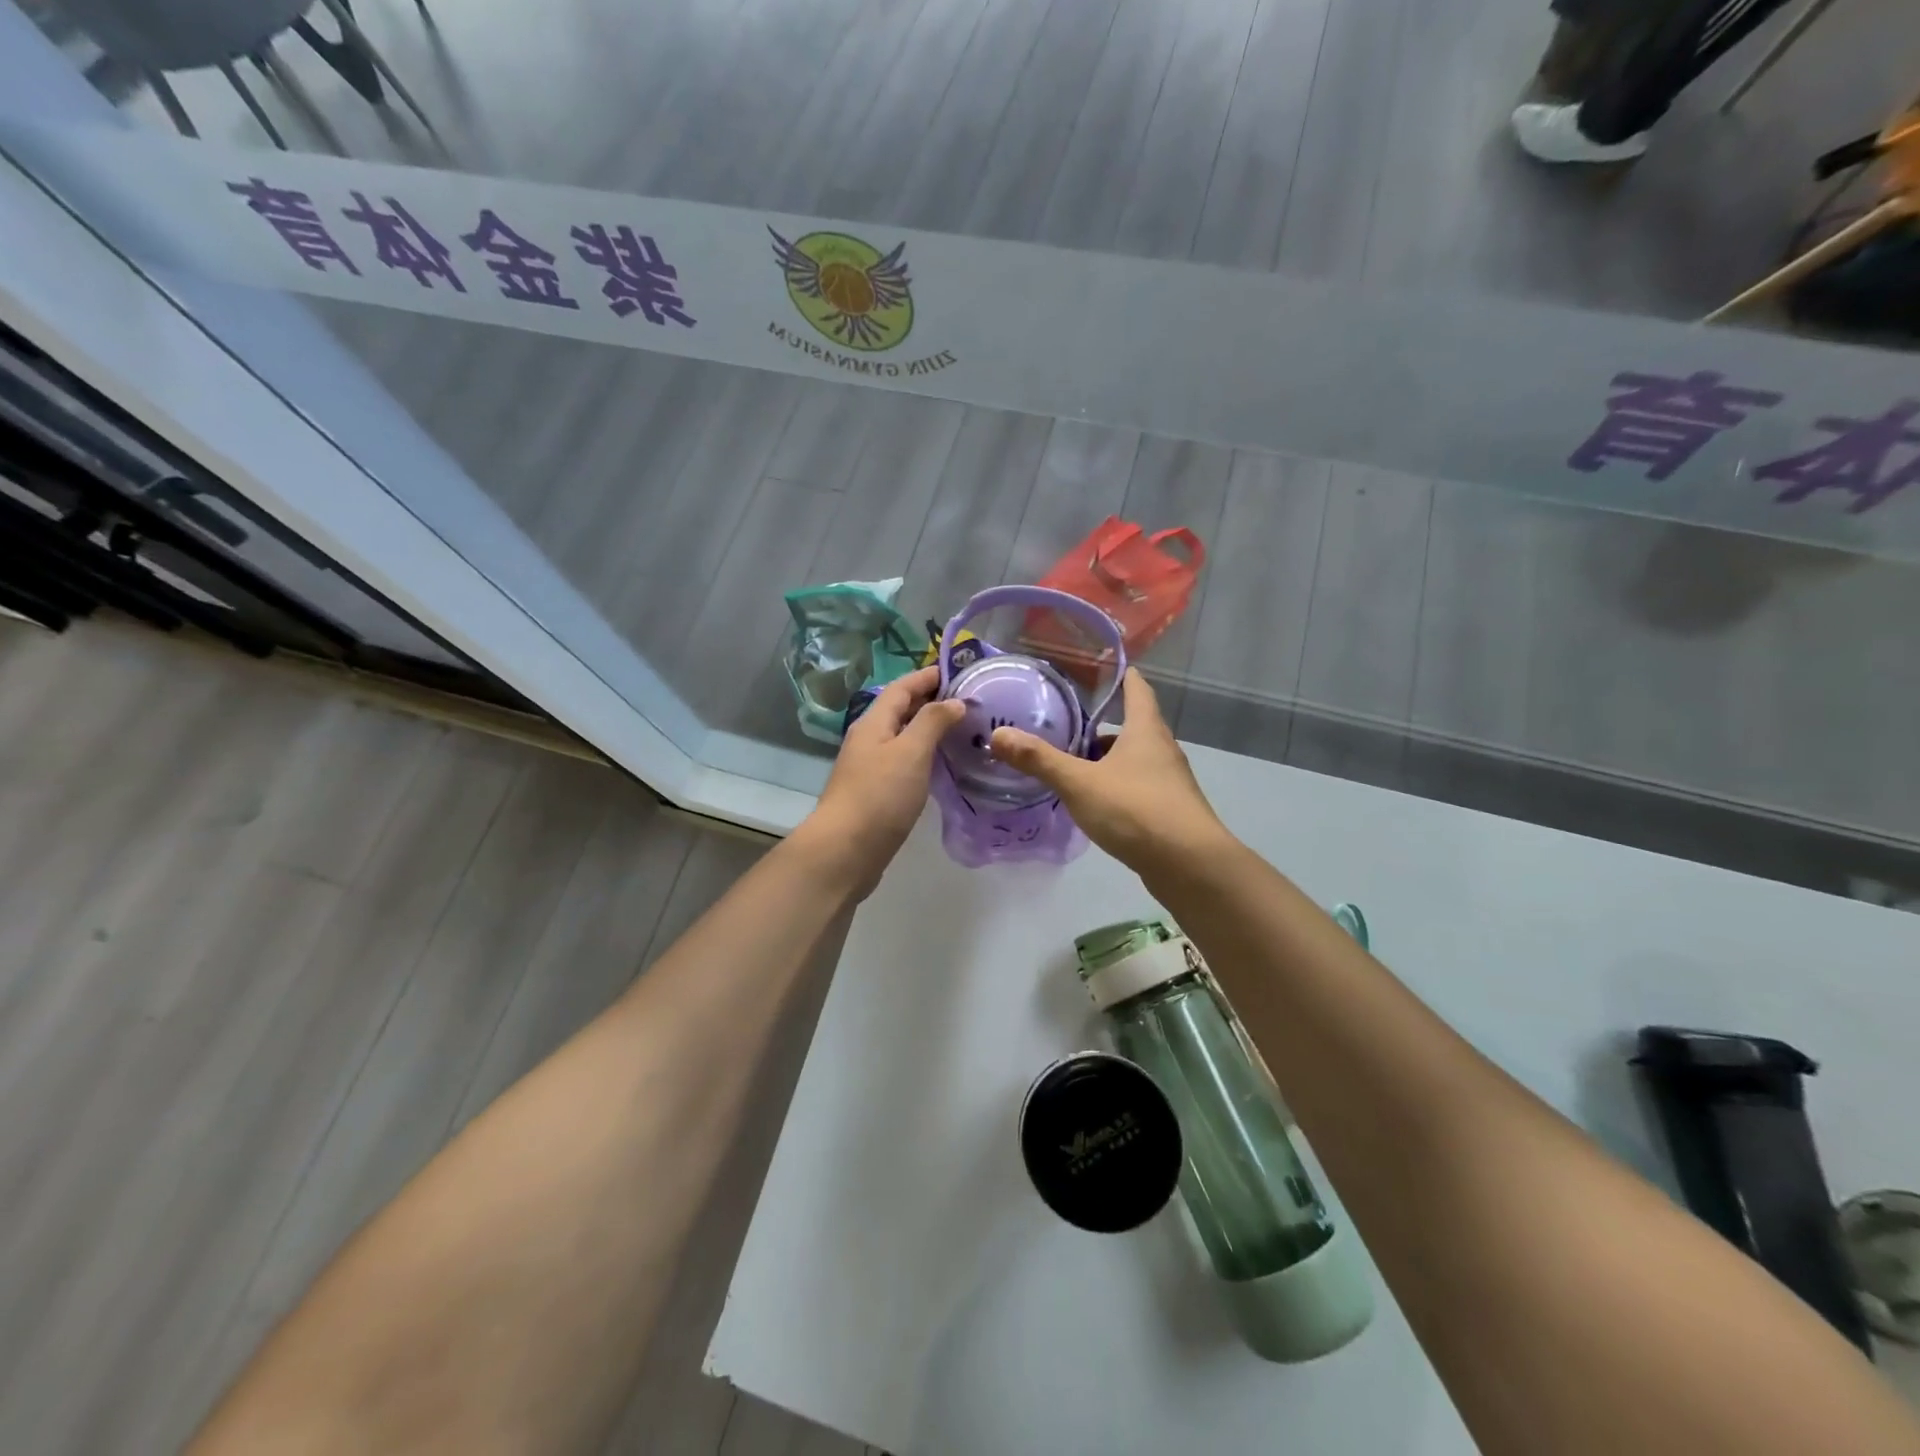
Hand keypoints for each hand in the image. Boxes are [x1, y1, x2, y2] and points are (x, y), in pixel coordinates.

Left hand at [799, 666, 964, 895]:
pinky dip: (924, 756)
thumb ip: (932, 722)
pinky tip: (943, 766)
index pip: (902, 688)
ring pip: (903, 738)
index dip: (928, 676)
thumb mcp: (911, 752)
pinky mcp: (876, 793)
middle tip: (968, 700)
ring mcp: (870, 768)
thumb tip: (953, 701)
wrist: (845, 851)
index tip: (957, 670)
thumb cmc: (880, 795)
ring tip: (963, 730)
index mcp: (874, 723)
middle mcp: (869, 740)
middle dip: (931, 701)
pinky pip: (904, 763)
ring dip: (929, 730)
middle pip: (901, 711)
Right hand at [990, 668, 1228, 873]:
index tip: (1101, 667)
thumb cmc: (1136, 810)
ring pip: (1135, 759)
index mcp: (1145, 730)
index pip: (1137, 688)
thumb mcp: (1080, 783)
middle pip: (1134, 726)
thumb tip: (998, 735)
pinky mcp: (1169, 811)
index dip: (1121, 675)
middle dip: (1103, 724)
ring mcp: (1169, 782)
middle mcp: (1162, 749)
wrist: (1190, 865)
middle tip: (1068, 724)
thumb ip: (1040, 760)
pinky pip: (1138, 787)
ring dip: (1108, 759)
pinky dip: (1116, 786)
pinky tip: (1095, 802)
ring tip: (1074, 765)